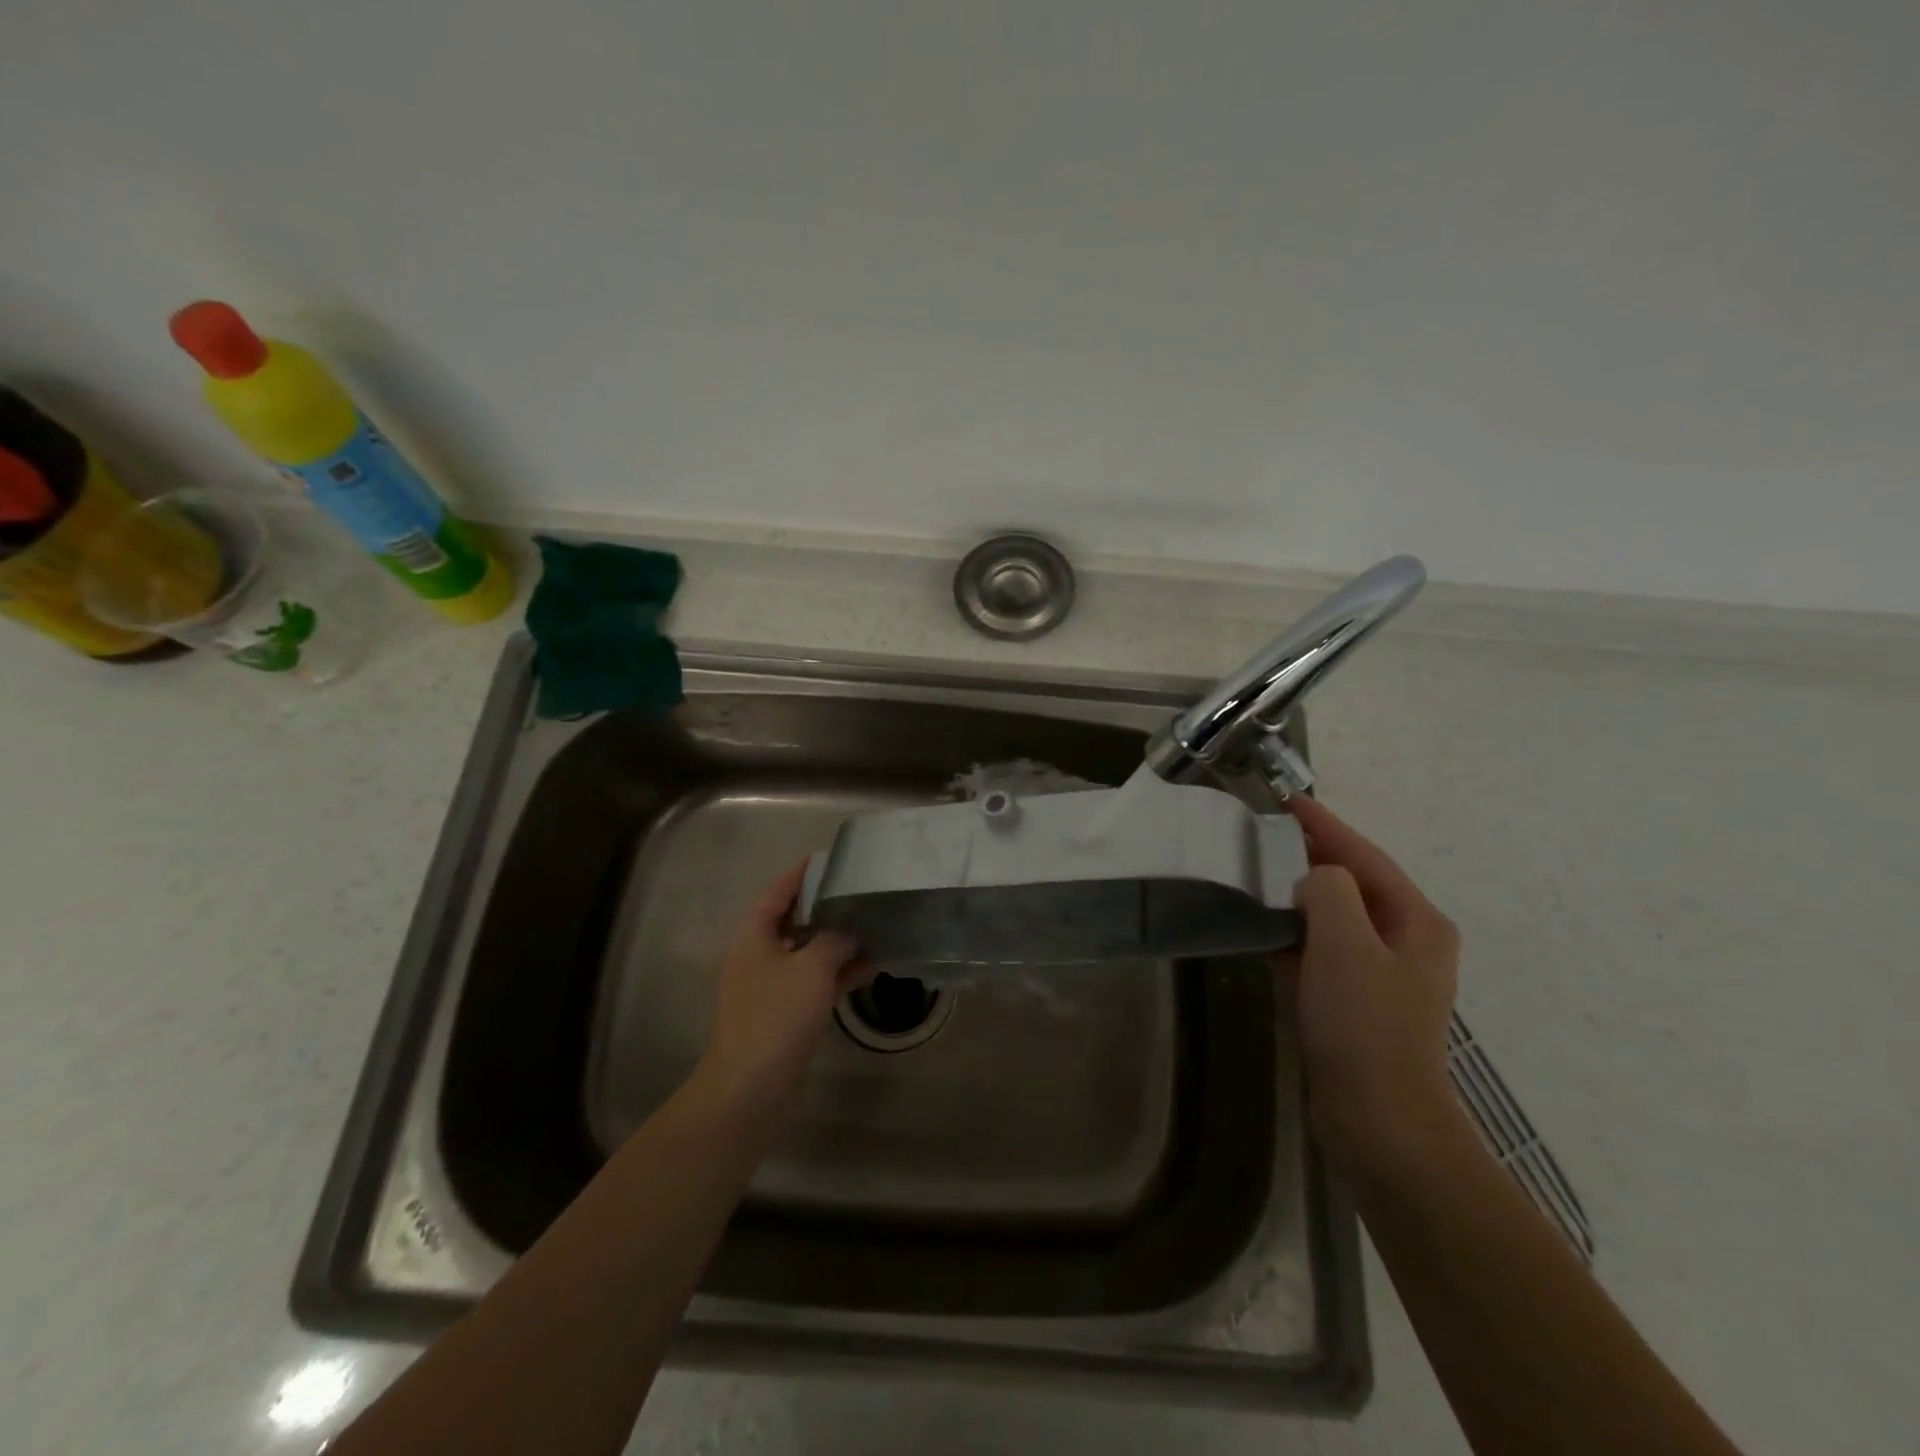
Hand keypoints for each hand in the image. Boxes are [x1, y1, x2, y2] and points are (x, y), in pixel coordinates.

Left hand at [695, 862, 866, 1116]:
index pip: (778, 890)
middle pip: (795, 918)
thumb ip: (834, 938)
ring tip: (876, 922)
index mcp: (754, 934)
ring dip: (839, 939)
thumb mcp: (811, 967)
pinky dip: (839, 970)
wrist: (750, 1087)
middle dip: (828, 905)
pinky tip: (872, 964)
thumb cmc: (776, 1015)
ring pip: (809, 950)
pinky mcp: (786, 1010)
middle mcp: (759, 953)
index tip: (833, 857)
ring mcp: (772, 984)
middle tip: (863, 888)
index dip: (803, 872)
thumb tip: (850, 925)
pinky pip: (816, 979)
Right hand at [1277, 794, 1462, 1171]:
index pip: (1365, 857)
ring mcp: (1381, 976)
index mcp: (1416, 922)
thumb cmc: (1364, 1024)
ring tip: (1256, 874)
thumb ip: (1327, 890)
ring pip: (1333, 919)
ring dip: (1298, 897)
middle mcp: (1405, 942)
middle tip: (1264, 834)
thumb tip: (1312, 881)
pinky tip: (1262, 929)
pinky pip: (1321, 953)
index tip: (1287, 799)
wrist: (1378, 1121)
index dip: (1325, 825)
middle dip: (1311, 858)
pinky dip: (1294, 936)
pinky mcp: (1355, 1004)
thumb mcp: (1344, 942)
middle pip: (1352, 884)